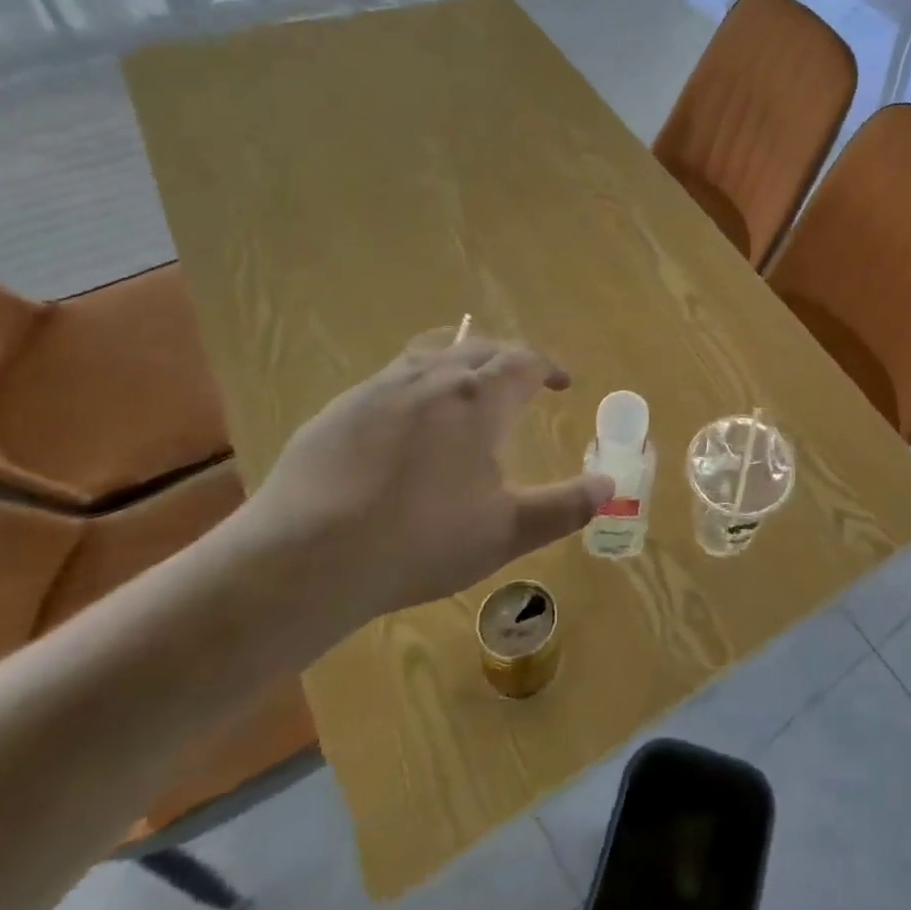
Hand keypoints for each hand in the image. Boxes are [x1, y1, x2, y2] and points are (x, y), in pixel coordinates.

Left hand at [220, 329, 613, 633]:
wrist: (301, 562)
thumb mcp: (506, 531)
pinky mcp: (337, 410)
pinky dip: (415, 388)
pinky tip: (405, 429)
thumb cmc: (419, 542)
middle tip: (520, 385)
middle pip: (479, 347)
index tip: (562, 384)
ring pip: (430, 354)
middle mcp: (431, 377)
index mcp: (478, 398)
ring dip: (459, 364)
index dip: (549, 367)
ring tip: (466, 392)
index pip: (525, 360)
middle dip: (507, 360)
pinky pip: (389, 380)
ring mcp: (378, 388)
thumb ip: (565, 506)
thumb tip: (609, 485)